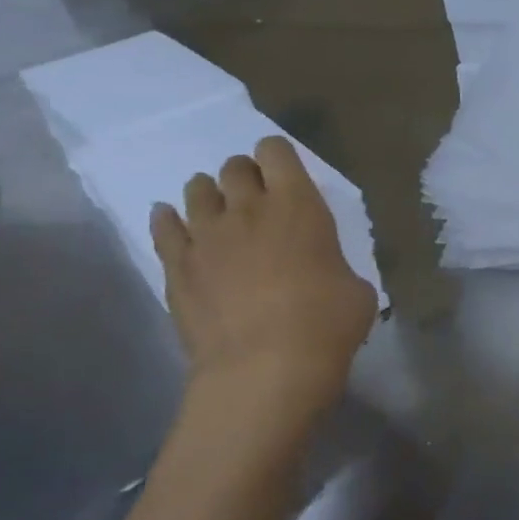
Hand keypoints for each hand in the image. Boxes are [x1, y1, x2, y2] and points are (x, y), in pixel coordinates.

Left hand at [150, 137, 376, 422]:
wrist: (266, 367)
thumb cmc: (327, 321)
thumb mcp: (355, 286)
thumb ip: (334, 264)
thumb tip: (327, 273)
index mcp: (298, 204)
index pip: (277, 152)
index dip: (279, 156)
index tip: (286, 174)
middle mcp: (247, 209)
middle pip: (234, 168)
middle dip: (245, 175)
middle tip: (256, 196)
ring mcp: (205, 237)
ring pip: (196, 191)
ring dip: (209, 194)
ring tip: (218, 209)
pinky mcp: (176, 267)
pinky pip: (163, 228)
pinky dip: (169, 220)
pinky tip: (172, 221)